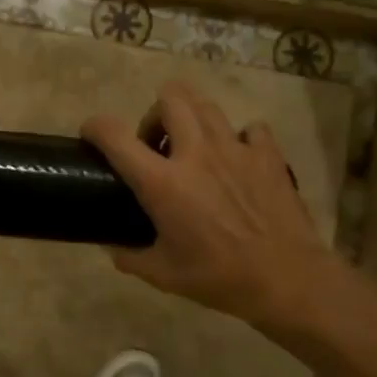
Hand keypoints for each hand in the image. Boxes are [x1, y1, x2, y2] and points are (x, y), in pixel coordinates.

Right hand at [82, 81, 331, 325]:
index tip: (91, 135)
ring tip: (192, 148)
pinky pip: (249, 128)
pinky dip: (238, 138)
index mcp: (163, 183)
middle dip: (154, 114)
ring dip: (191, 119)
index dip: (96, 127)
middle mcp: (196, 153)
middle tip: (156, 146)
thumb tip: (112, 246)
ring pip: (206, 105)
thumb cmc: (218, 277)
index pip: (115, 135)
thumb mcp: (163, 274)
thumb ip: (130, 256)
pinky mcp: (268, 154)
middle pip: (170, 97)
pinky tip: (237, 161)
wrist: (285, 278)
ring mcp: (235, 149)